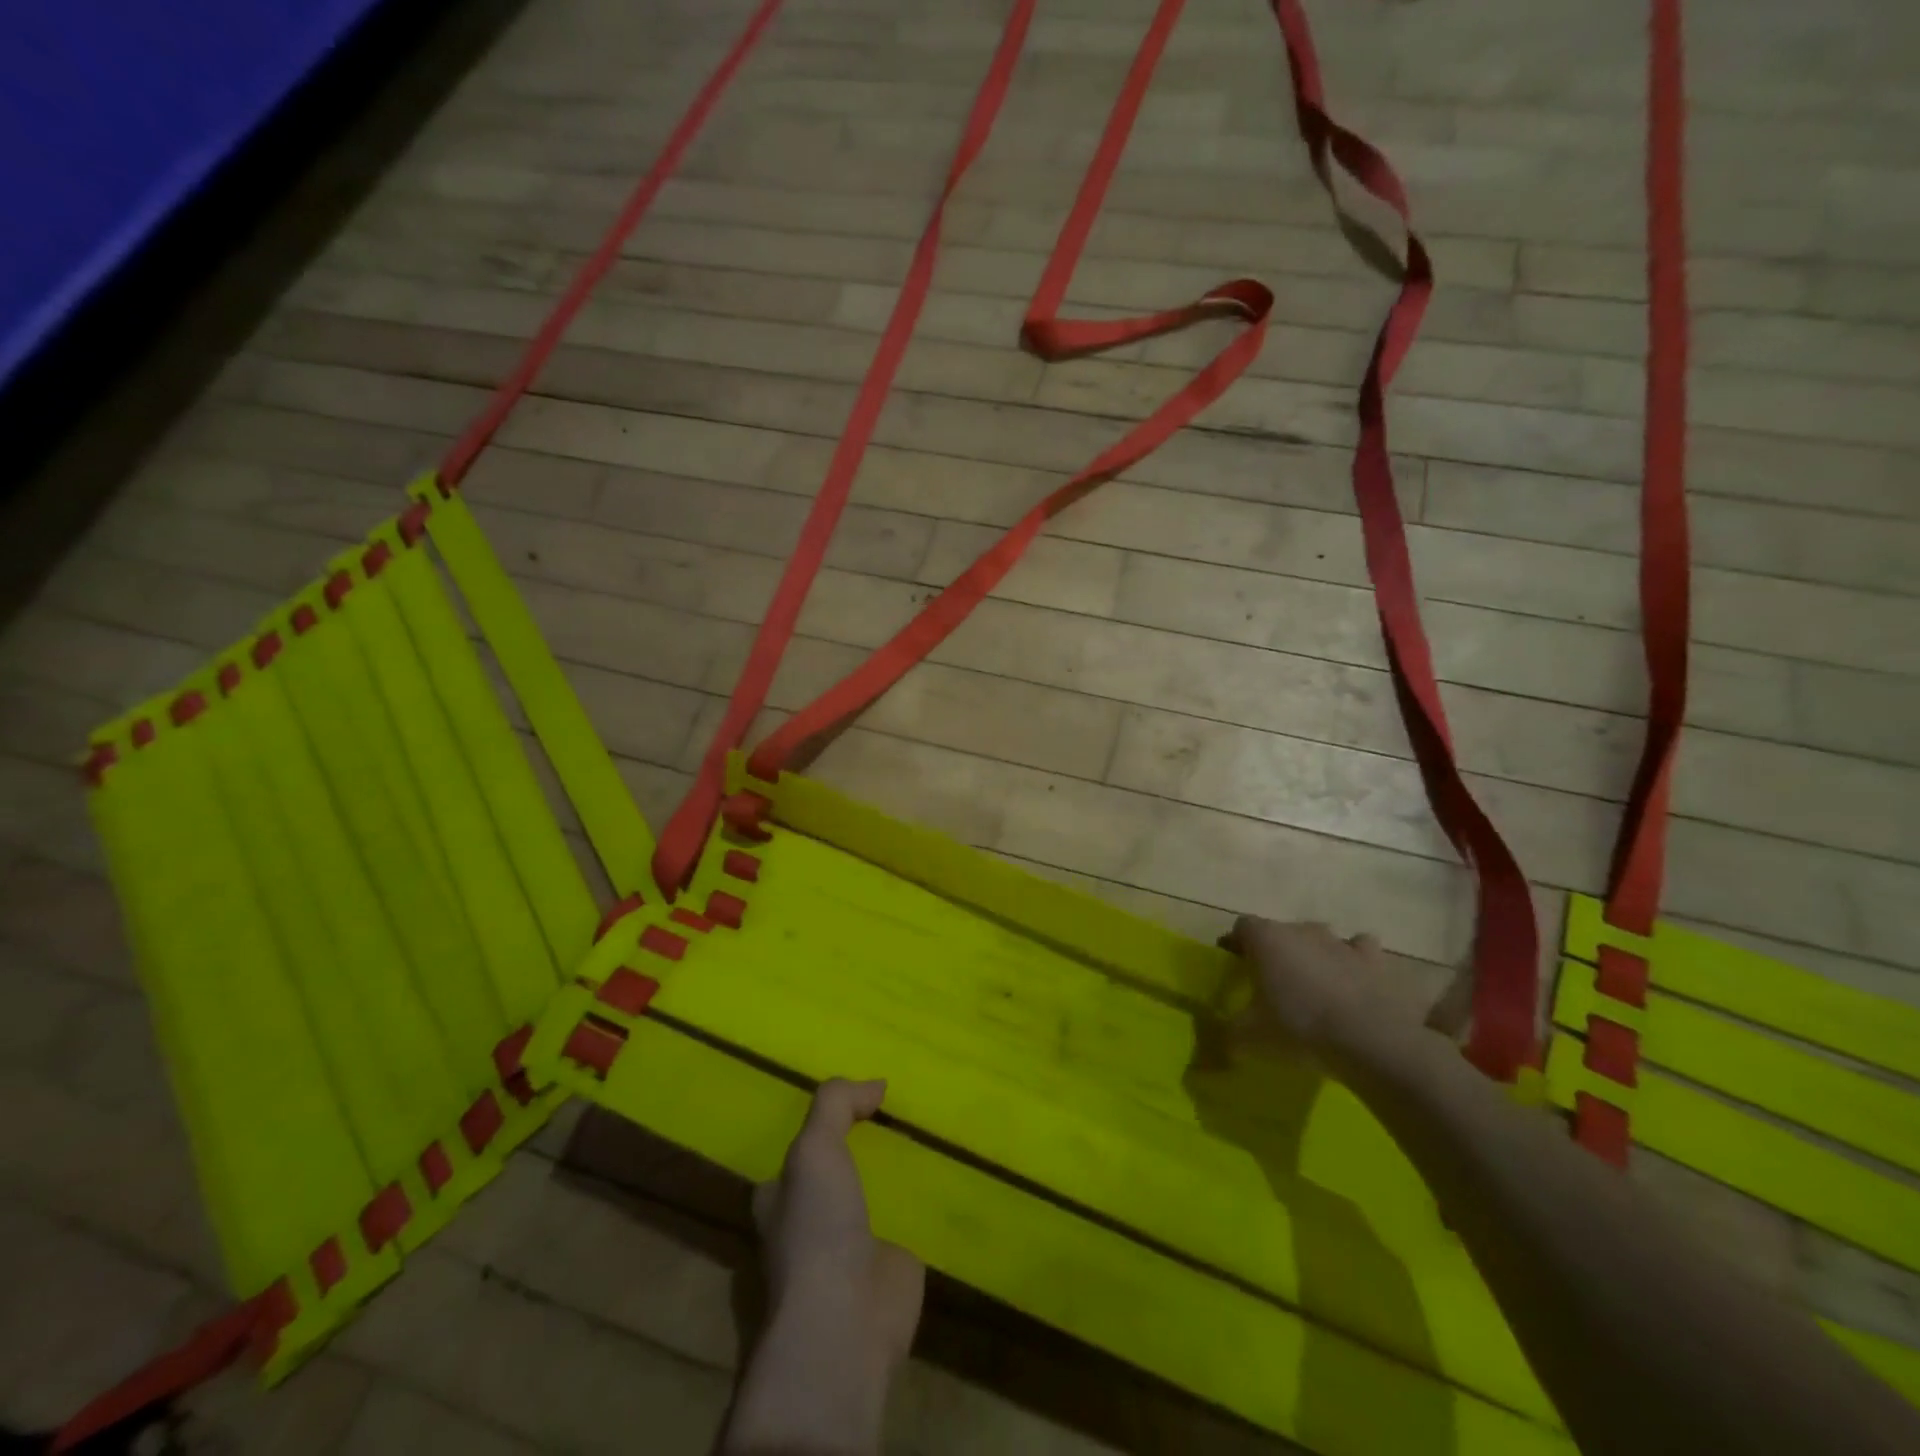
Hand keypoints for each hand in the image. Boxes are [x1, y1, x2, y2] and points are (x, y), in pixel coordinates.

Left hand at [751, 1078, 923, 1372]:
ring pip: (874, 1195)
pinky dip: (926, 1202)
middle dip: (862, 1148)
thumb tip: (875, 1084)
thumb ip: (836, 1104)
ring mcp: (852, 1248)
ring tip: (931, 1132)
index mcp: (781, 1200)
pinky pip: (910, 1221)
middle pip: (838, 1173)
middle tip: (900, 1110)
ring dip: (897, 1174)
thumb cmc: (816, 1229)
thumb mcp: (814, 1148)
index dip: (821, 1127)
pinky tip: (952, 1175)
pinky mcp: (891, 1265)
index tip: (857, 1100)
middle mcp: (812, 1223)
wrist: (846, 1323)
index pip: (797, 1155)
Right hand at [1223, 917, 1437, 1063]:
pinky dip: (1357, 964)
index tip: (1236, 968)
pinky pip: (1362, 951)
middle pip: (1282, 932)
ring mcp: (1342, 942)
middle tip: (1276, 985)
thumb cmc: (1299, 1028)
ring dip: (1317, 955)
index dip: (1236, 945)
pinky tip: (1356, 984)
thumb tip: (1222, 1041)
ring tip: (1317, 986)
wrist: (1371, 1042)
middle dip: (1277, 953)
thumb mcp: (1250, 1037)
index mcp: (1266, 939)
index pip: (1242, 927)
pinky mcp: (1377, 960)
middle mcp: (1302, 930)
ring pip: (1323, 939)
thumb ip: (1230, 1033)